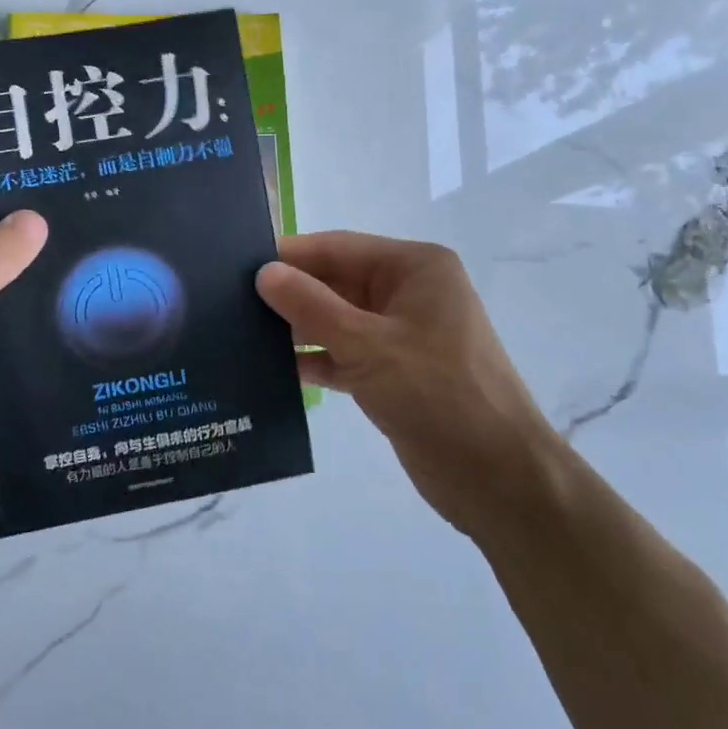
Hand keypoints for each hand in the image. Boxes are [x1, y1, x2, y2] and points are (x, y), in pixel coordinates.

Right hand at [255, 231, 557, 537]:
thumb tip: (263, 272)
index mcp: (414, 269)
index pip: (338, 248)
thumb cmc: (440, 395)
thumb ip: (311, 306)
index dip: (289, 255)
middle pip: (335, 282)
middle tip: (228, 301)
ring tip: (240, 333)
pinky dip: (314, 359)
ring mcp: (400, 335)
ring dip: (296, 328)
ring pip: (336, 319)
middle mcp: (407, 293)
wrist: (499, 480)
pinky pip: (343, 353)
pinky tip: (271, 368)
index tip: (236, 264)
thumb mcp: (369, 345)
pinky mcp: (392, 373)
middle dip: (289, 293)